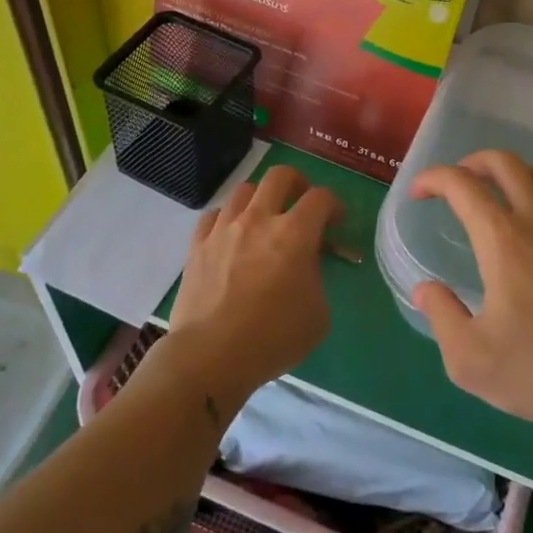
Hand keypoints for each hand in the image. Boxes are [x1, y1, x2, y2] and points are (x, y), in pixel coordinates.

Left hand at [162, 166, 342, 417]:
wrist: (211, 357)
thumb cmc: (273, 338)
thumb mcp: (318, 314)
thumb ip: (316, 279)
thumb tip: (305, 267)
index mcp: (295, 233)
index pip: (321, 198)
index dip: (334, 205)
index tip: (336, 223)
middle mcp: (259, 219)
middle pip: (280, 176)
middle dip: (298, 184)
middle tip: (301, 205)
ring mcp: (224, 229)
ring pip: (244, 190)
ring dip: (261, 199)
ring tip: (264, 220)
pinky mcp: (196, 245)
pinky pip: (213, 215)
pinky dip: (226, 218)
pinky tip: (231, 236)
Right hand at [409, 150, 532, 433]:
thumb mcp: (469, 359)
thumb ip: (441, 315)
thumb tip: (424, 289)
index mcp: (503, 241)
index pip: (462, 185)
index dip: (433, 179)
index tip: (418, 193)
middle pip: (505, 163)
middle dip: (472, 162)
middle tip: (457, 184)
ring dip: (516, 173)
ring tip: (502, 196)